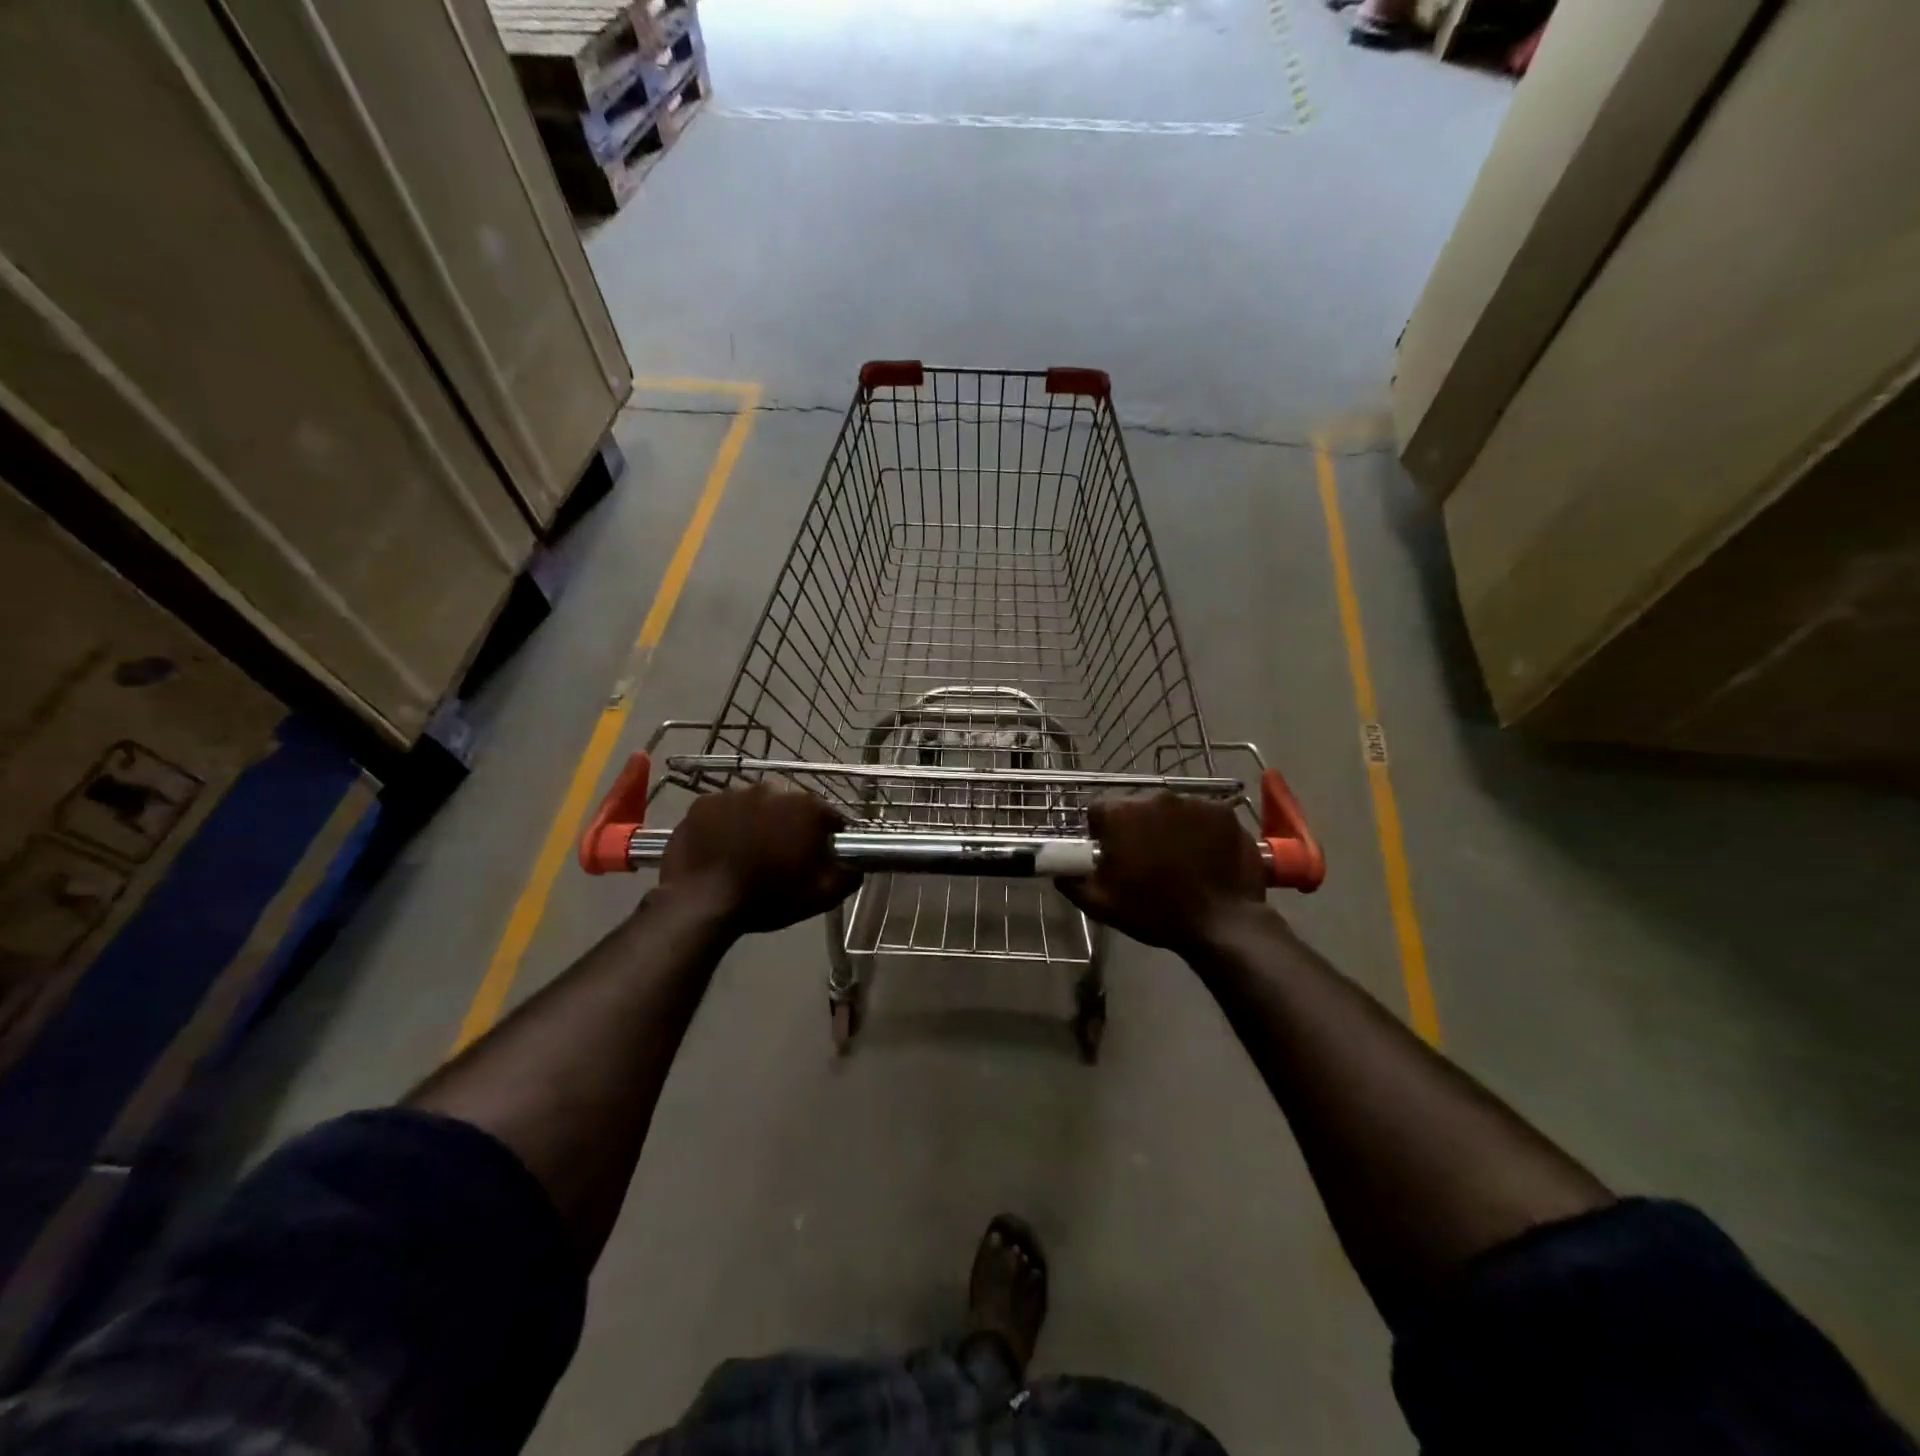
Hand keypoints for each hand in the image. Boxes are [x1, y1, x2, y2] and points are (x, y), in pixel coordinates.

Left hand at [658, 783, 860, 933]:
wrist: (701, 901)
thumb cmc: (768, 897)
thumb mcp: (820, 896)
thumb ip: (847, 877)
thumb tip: (856, 867)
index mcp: (806, 808)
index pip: (828, 817)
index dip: (827, 836)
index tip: (820, 856)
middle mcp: (773, 790)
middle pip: (790, 807)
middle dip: (789, 826)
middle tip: (780, 855)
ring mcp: (734, 793)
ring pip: (754, 806)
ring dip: (756, 822)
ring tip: (747, 852)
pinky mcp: (703, 803)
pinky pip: (722, 811)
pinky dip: (724, 824)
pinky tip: (720, 847)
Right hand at [1058, 793, 1269, 953]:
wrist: (1221, 923)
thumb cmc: (1155, 912)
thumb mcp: (1102, 904)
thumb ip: (1072, 882)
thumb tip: (1060, 871)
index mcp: (1121, 814)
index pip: (1098, 810)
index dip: (1101, 832)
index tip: (1111, 854)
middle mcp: (1155, 798)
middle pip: (1137, 807)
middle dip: (1137, 827)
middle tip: (1146, 859)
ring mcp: (1194, 803)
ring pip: (1171, 810)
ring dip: (1169, 827)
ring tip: (1179, 860)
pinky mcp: (1224, 812)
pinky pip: (1204, 816)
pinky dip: (1201, 831)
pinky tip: (1205, 856)